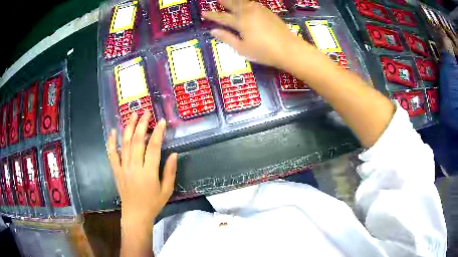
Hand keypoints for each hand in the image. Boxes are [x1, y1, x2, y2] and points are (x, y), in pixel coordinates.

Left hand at [108, 111, 177, 224]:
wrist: (135, 214)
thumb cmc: (153, 203)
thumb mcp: (167, 190)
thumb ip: (170, 172)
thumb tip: (174, 154)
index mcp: (149, 172)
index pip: (153, 147)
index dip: (158, 132)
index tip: (161, 121)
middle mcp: (135, 166)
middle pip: (137, 140)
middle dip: (142, 124)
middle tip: (146, 112)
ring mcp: (123, 167)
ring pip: (125, 143)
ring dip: (128, 127)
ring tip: (132, 114)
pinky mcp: (116, 170)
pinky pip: (112, 154)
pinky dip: (111, 142)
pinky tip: (112, 131)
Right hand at [203, 0, 311, 68]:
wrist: (289, 49)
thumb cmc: (264, 52)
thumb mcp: (242, 48)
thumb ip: (227, 38)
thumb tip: (213, 31)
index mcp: (240, 22)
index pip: (222, 17)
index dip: (211, 15)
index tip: (203, 12)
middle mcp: (248, 12)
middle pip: (232, 4)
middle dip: (223, 2)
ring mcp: (259, 11)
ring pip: (243, 2)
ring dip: (235, 0)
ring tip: (228, 0)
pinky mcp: (268, 12)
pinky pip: (253, 3)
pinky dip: (246, 2)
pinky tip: (245, 3)